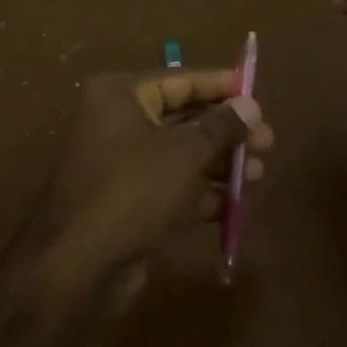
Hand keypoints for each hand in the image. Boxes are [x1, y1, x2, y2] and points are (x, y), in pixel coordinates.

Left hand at [24, 70, 272, 284]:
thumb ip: (221, 126)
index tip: (257, 92)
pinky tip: (235, 202)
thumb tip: (251, 105)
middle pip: (182, 119)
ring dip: (219, 163)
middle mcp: (116, 123)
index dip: (220, 86)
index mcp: (119, 96)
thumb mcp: (184, 153)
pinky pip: (169, 186)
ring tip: (259, 172)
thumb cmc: (133, 191)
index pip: (179, 81)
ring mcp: (119, 164)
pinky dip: (200, 192)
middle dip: (226, 131)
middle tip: (268, 142)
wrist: (78, 265)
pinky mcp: (126, 201)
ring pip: (179, 155)